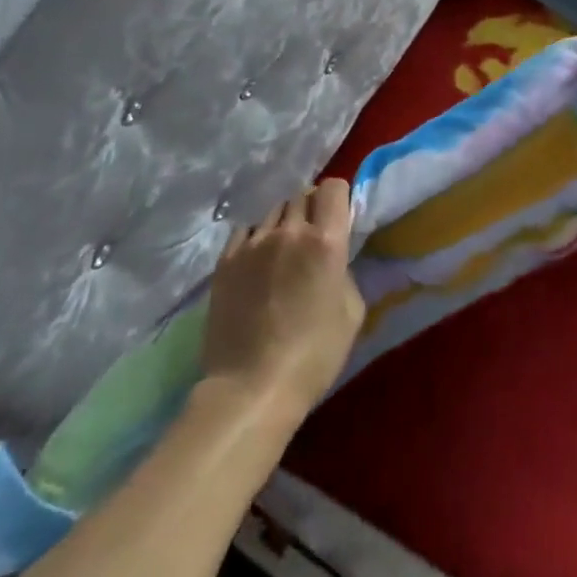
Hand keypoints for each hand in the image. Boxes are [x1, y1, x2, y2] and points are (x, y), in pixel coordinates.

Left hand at [201, 178, 365, 415]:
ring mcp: (252, 243)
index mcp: (325, 241)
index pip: (332, 187)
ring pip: (273, 212)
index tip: (338, 219)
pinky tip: (257, 263)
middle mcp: (289, 231)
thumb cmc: (313, 356)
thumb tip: (334, 259)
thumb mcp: (351, 313)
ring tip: (282, 252)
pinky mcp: (225, 261)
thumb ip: (345, 271)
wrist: (250, 389)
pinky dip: (256, 238)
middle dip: (311, 210)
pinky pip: (245, 231)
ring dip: (284, 224)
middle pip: (302, 196)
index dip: (337, 198)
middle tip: (312, 239)